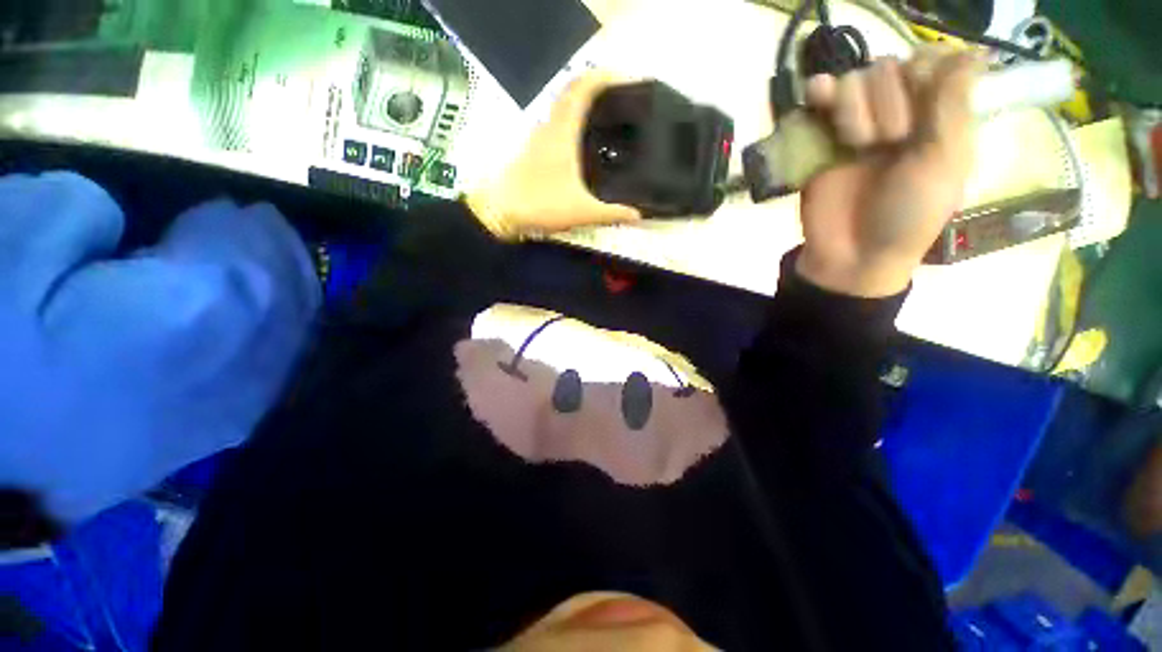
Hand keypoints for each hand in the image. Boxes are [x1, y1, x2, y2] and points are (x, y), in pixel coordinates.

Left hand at [466, 72, 640, 239]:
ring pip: (561, 110)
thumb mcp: (582, 211)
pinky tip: (581, 146)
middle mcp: (549, 127)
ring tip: (605, 121)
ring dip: (582, 108)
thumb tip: (638, 214)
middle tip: (620, 101)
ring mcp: (537, 138)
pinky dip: (571, 126)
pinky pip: (556, 127)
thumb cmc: (540, 204)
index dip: (603, 77)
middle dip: (596, 90)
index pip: (582, 89)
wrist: (500, 212)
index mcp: (562, 131)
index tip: (625, 78)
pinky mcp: (532, 151)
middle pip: (571, 94)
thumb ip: (611, 213)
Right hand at [796, 50, 982, 296]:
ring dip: (854, 109)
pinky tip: (818, 99)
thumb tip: (972, 51)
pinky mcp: (820, 140)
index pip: (930, 61)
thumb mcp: (943, 165)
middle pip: (889, 67)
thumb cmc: (907, 216)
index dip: (924, 73)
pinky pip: (818, 97)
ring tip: (856, 146)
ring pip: (854, 80)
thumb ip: (953, 109)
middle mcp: (895, 113)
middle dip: (889, 102)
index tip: (923, 104)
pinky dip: (818, 92)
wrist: (851, 252)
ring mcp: (855, 126)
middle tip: (889, 143)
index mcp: (935, 117)